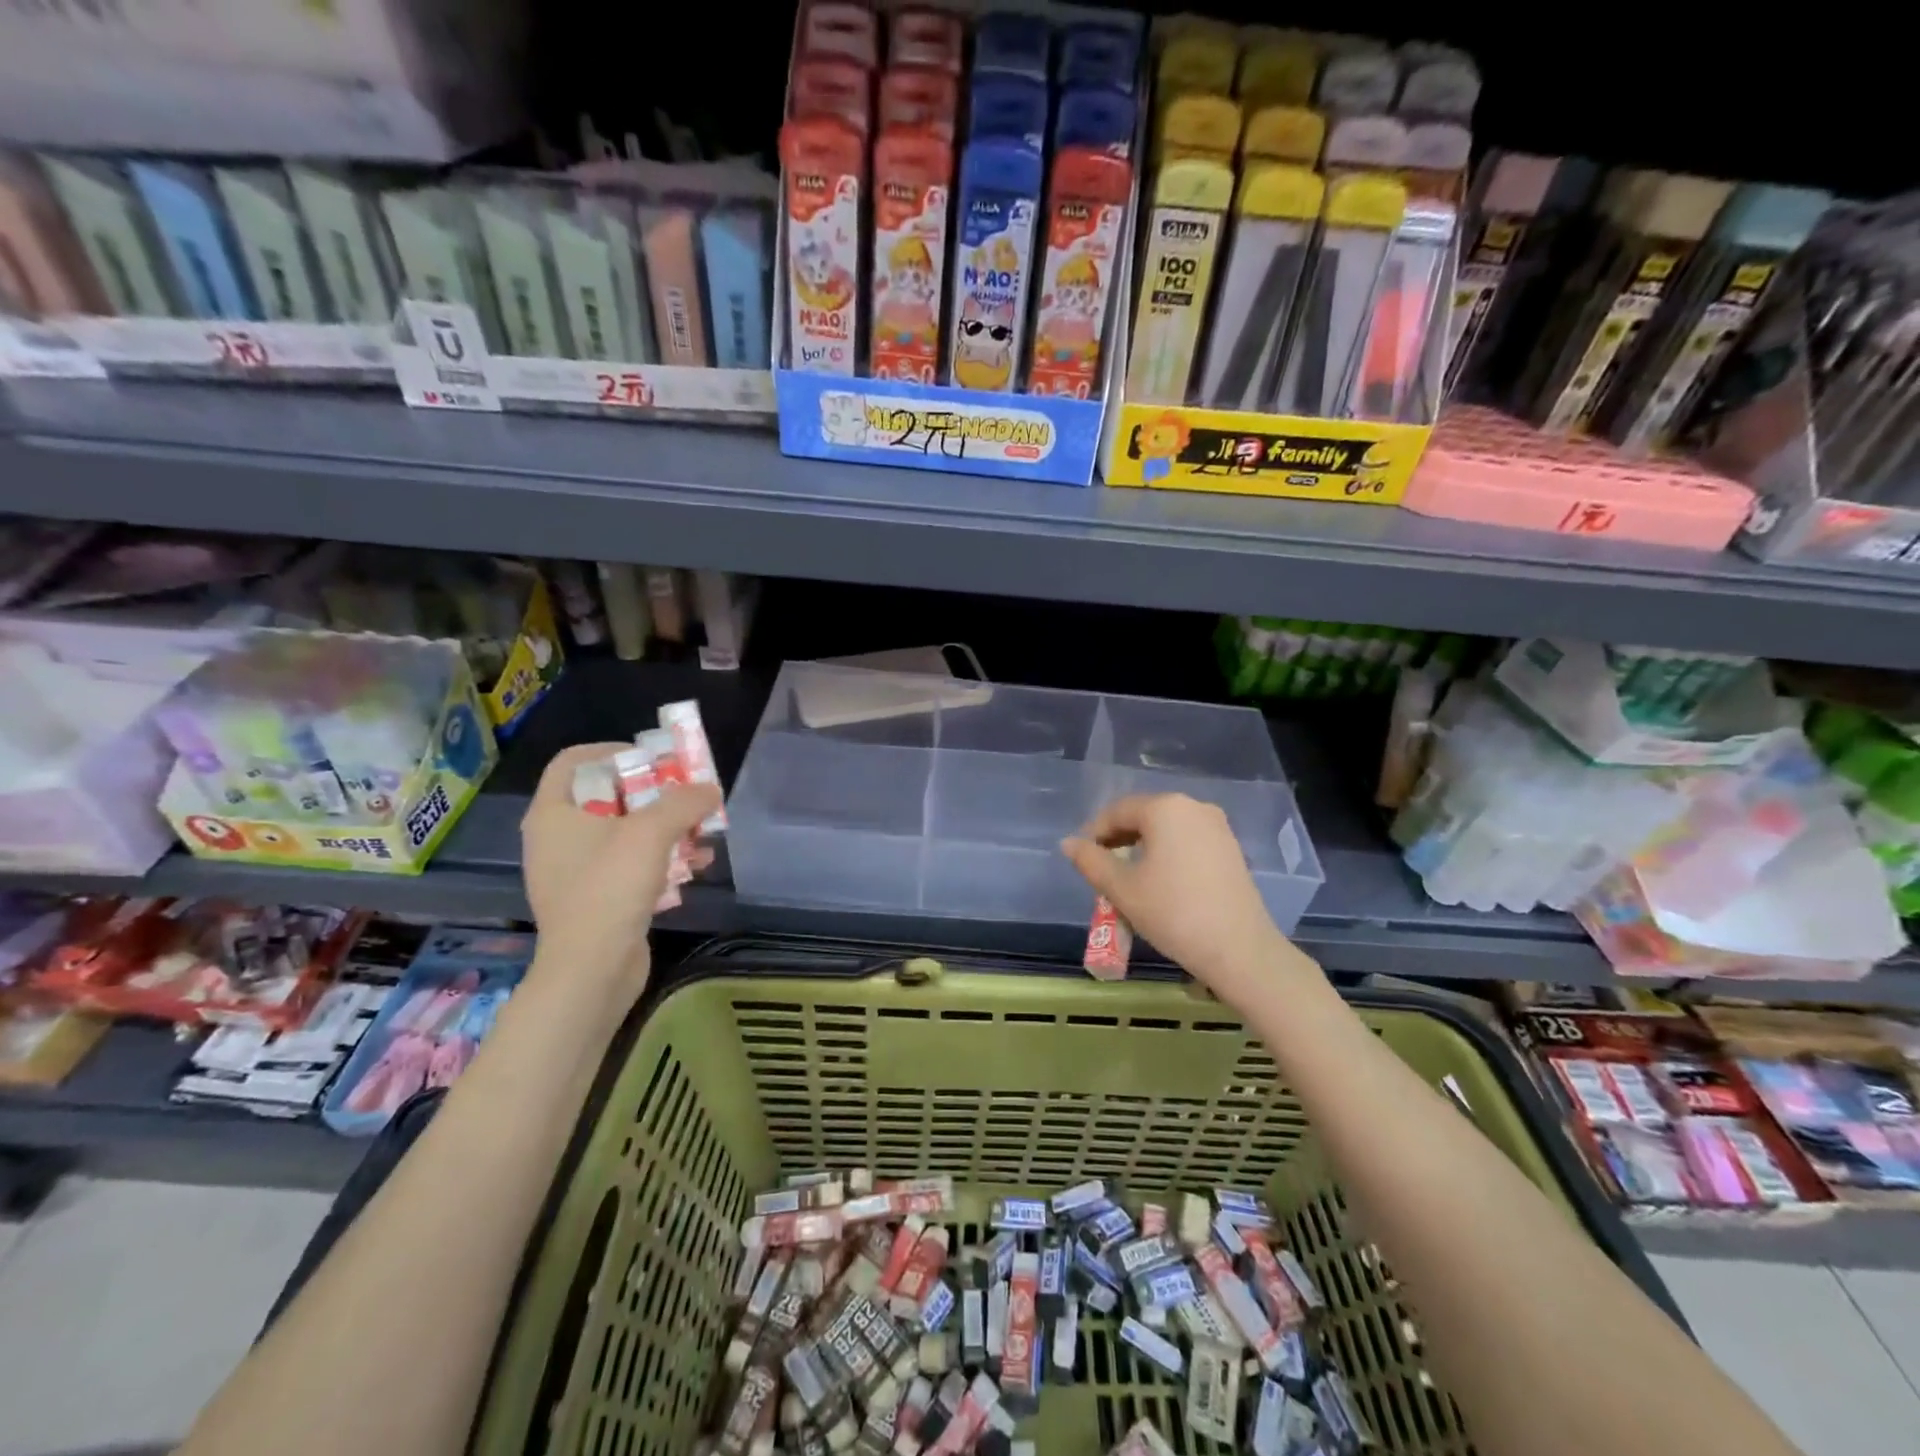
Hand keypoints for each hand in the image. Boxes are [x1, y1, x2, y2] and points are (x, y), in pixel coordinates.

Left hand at [520, 743, 719, 998]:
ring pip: (624, 833)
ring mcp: (574, 872)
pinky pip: (629, 866)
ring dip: (665, 828)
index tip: (651, 759)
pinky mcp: (595, 900)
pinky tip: (696, 866)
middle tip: (686, 793)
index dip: (612, 751)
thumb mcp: (652, 833)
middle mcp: (557, 838)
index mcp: (553, 813)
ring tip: (701, 831)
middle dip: (653, 793)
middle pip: (607, 796)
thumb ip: (684, 802)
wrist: (591, 970)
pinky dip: (660, 860)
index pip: (573, 761)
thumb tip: (709, 788)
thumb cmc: (610, 888)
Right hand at [1061, 793, 1306, 1006]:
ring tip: (1128, 879)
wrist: (1239, 949)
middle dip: (1119, 840)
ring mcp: (1217, 827)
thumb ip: (1090, 861)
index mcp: (1165, 808)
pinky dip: (1167, 854)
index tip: (1082, 859)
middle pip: (1143, 816)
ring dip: (1142, 848)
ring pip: (1166, 829)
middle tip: (1102, 870)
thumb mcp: (1122, 888)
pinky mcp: (1230, 848)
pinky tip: (1160, 883)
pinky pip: (1187, 841)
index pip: (1117, 811)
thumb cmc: (1173, 912)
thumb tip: (1068, 843)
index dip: (1094, 832)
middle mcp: (1193, 807)